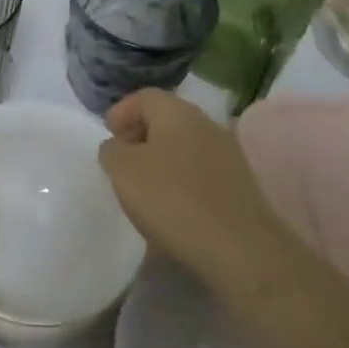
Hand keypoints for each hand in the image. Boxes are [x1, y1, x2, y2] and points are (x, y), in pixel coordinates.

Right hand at [99, 89, 291, 300]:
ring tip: (144, 188)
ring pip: (185, 146)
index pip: (145, 97)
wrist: (240, 250)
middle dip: (140, 135)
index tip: (108, 136)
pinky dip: (181, 180)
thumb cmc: (173, 200)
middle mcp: (207, 124)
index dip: (122, 112)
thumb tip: (118, 147)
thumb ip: (112, 151)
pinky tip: (172, 207)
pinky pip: (201, 171)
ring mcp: (229, 155)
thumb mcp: (123, 171)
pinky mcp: (240, 186)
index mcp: (178, 112)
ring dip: (161, 159)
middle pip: (167, 119)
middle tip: (122, 161)